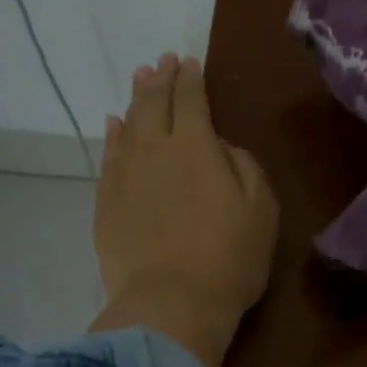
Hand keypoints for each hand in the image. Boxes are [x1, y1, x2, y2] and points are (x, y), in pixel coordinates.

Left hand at [91, 53, 278, 366]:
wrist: (170, 305)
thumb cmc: (228, 258)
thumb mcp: (260, 208)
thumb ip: (242, 165)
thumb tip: (219, 146)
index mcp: (196, 146)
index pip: (191, 100)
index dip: (190, 78)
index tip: (189, 62)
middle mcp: (155, 150)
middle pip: (154, 104)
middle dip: (161, 79)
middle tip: (162, 61)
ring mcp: (124, 175)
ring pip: (128, 124)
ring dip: (136, 99)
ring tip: (140, 79)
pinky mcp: (105, 201)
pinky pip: (108, 156)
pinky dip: (113, 135)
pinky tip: (114, 124)